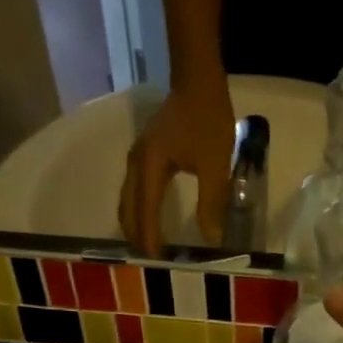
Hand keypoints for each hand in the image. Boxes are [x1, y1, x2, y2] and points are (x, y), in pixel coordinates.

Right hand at [119, 82, 234, 255]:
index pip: (145, 210)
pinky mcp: (144, 155)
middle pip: (128, 208)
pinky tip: (149, 220)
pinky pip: (134, 191)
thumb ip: (212, 203)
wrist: (198, 81)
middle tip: (148, 261)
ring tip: (147, 246)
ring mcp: (137, 158)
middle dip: (136, 235)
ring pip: (127, 200)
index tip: (155, 260)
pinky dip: (138, 210)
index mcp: (150, 167)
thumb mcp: (215, 165)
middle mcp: (136, 164)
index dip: (149, 237)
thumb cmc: (208, 120)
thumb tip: (211, 238)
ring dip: (135, 224)